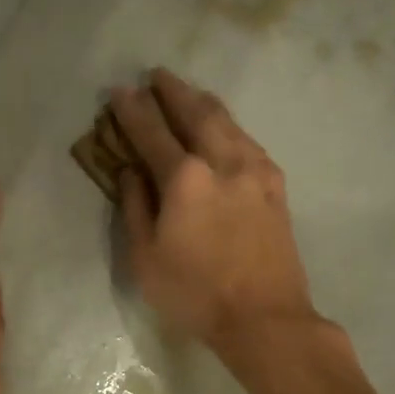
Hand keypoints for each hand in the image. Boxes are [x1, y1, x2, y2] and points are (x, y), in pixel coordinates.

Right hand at [111, 69, 316, 357]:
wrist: (265, 318)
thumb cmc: (194, 293)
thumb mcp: (145, 258)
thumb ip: (136, 207)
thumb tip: (131, 172)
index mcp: (185, 179)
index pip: (152, 132)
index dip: (133, 110)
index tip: (119, 90)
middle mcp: (223, 162)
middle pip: (196, 113)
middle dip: (173, 91)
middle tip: (157, 75)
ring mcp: (255, 171)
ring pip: (227, 122)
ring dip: (203, 102)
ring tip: (188, 92)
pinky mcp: (275, 186)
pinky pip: (248, 141)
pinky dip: (229, 126)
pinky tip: (224, 129)